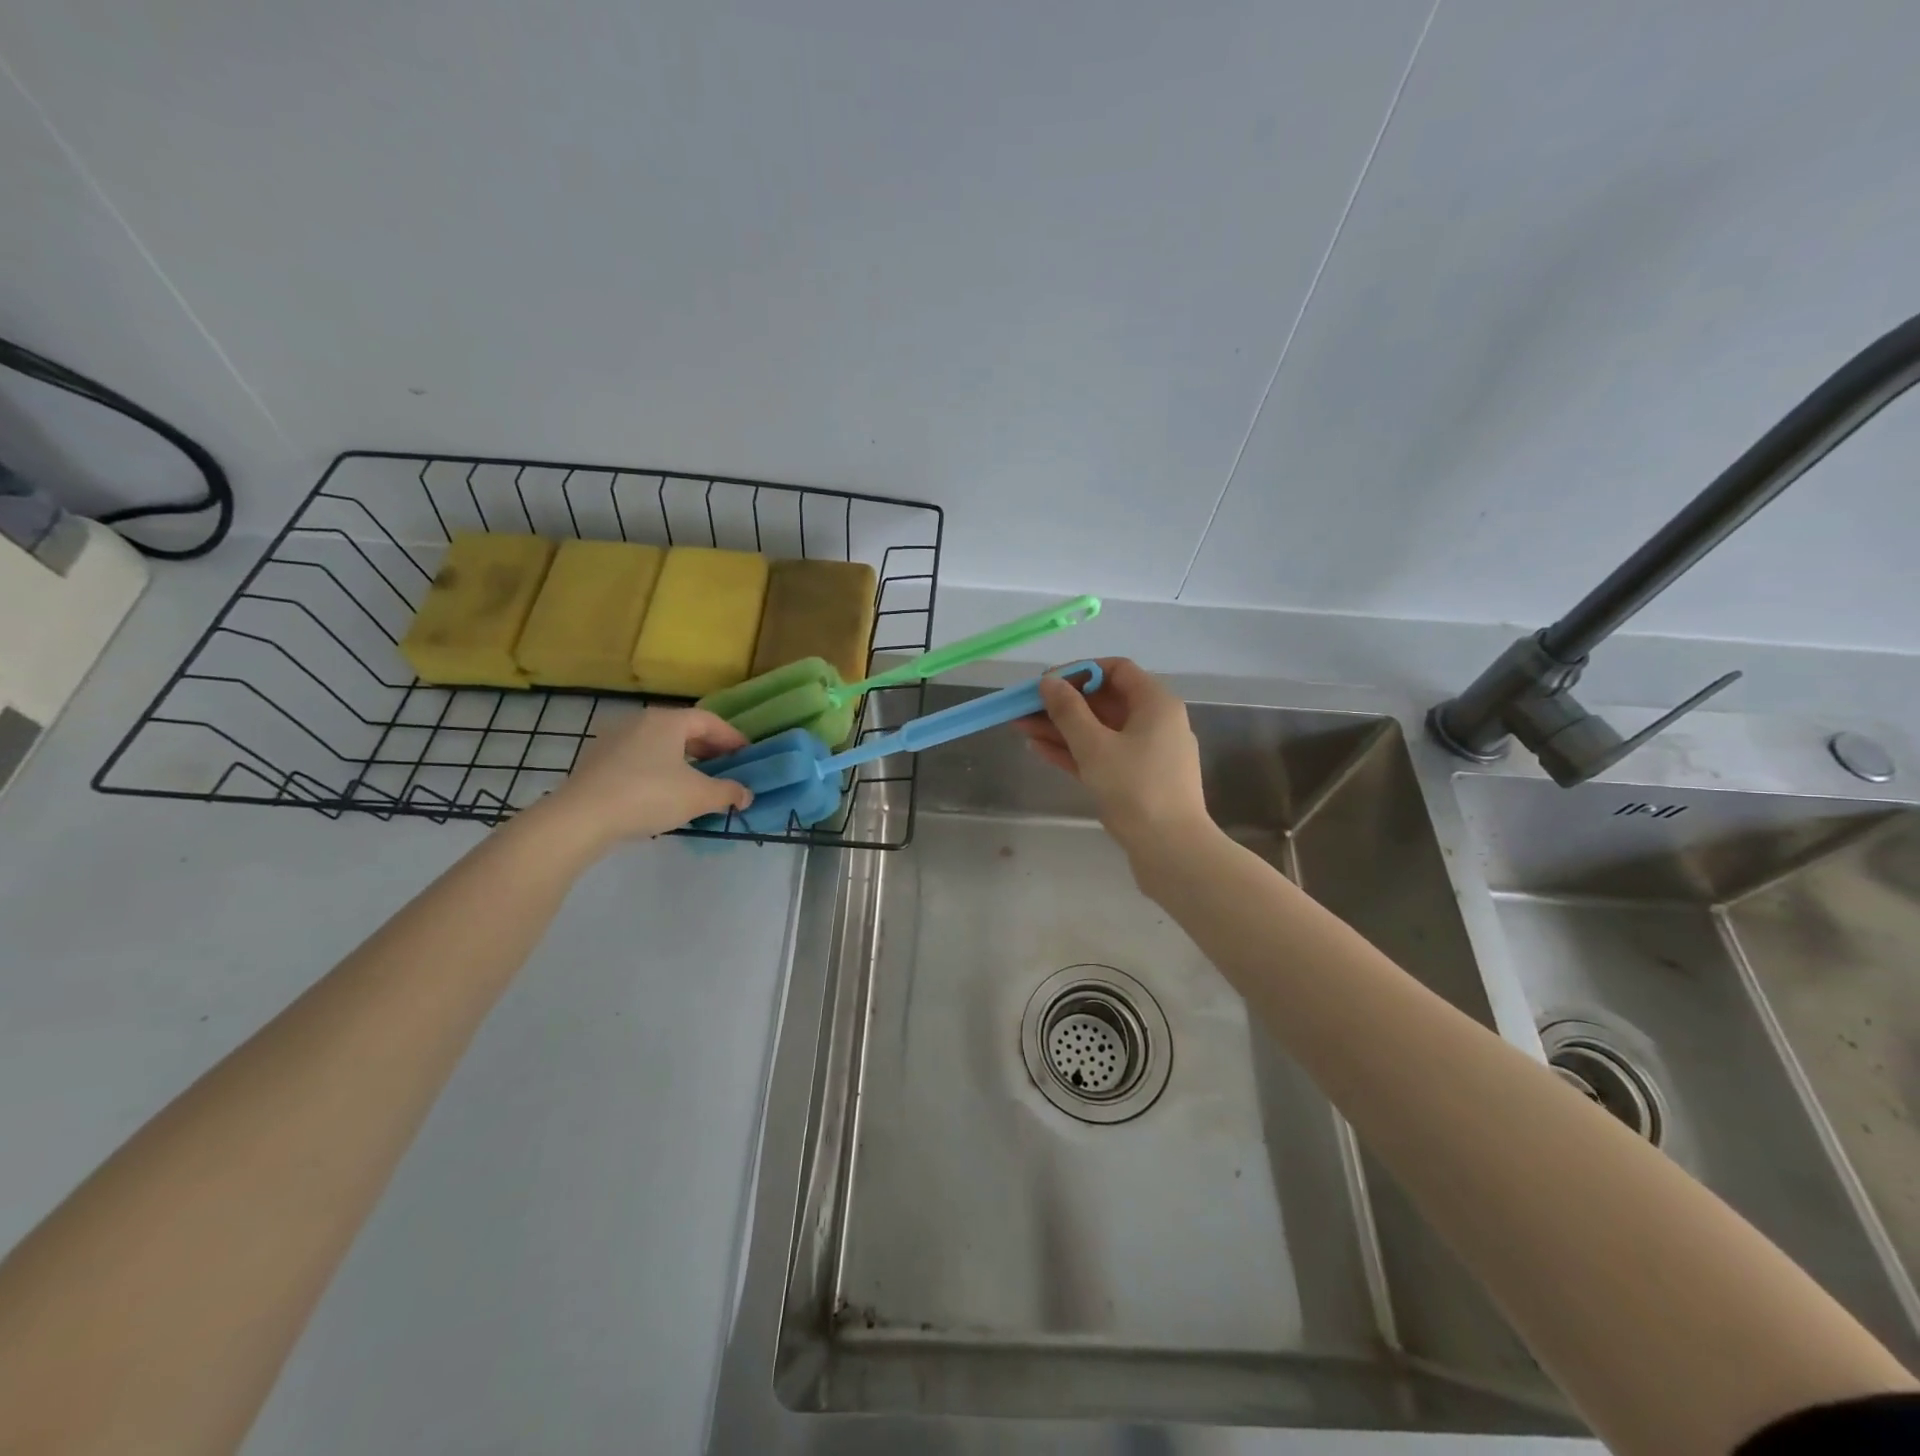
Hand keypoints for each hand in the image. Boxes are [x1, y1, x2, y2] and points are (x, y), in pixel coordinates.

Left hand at [540, 707, 752, 849]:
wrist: (581, 817)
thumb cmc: (649, 795)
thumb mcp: (699, 796)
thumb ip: (728, 792)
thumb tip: (746, 794)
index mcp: (667, 720)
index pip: (709, 721)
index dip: (732, 737)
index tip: (747, 755)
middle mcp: (640, 721)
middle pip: (684, 730)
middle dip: (709, 749)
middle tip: (726, 768)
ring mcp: (614, 740)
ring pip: (660, 745)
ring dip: (683, 760)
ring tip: (697, 782)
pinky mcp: (597, 762)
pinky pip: (639, 759)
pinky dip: (659, 769)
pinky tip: (664, 793)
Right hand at [1014, 658, 1213, 851]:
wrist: (1172, 851)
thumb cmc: (1135, 789)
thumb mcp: (1094, 746)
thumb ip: (1068, 711)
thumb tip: (1048, 682)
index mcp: (1156, 704)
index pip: (1116, 670)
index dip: (1079, 671)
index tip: (1047, 682)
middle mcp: (1156, 722)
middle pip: (1104, 701)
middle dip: (1062, 703)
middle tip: (1024, 708)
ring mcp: (1147, 754)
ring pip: (1099, 731)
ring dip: (1062, 728)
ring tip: (1021, 728)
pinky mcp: (1137, 780)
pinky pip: (1102, 755)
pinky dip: (1074, 751)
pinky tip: (1039, 750)